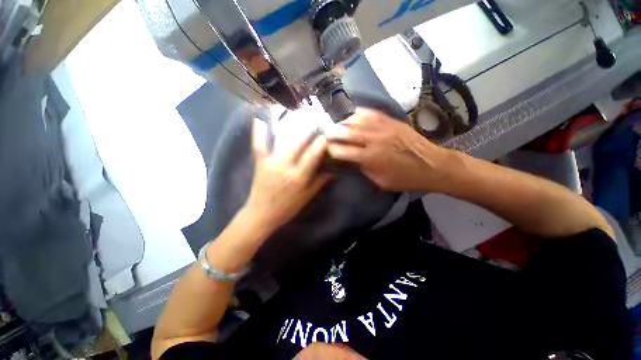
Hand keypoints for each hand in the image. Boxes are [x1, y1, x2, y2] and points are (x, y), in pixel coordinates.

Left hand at [245, 118, 329, 233]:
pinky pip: (258, 146)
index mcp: (299, 177)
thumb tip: (332, 171)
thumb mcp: (306, 198)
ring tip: (299, 115)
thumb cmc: (287, 208)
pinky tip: (258, 120)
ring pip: (283, 141)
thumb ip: (319, 183)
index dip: (321, 143)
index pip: (313, 155)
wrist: (262, 214)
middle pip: (299, 144)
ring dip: (292, 127)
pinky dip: (258, 133)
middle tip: (316, 120)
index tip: (327, 133)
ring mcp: (271, 163)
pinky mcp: (260, 163)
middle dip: (309, 130)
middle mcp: (285, 167)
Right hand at [326, 108, 451, 191]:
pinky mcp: (391, 120)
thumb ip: (363, 169)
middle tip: (325, 134)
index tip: (326, 150)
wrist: (431, 164)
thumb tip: (351, 160)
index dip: (331, 150)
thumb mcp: (381, 181)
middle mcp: (374, 140)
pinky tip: (352, 115)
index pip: (343, 151)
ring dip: (343, 122)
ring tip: (338, 125)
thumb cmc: (405, 178)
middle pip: (346, 132)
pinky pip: (370, 112)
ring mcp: (383, 127)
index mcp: (371, 158)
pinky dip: (358, 113)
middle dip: (332, 133)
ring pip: (356, 119)